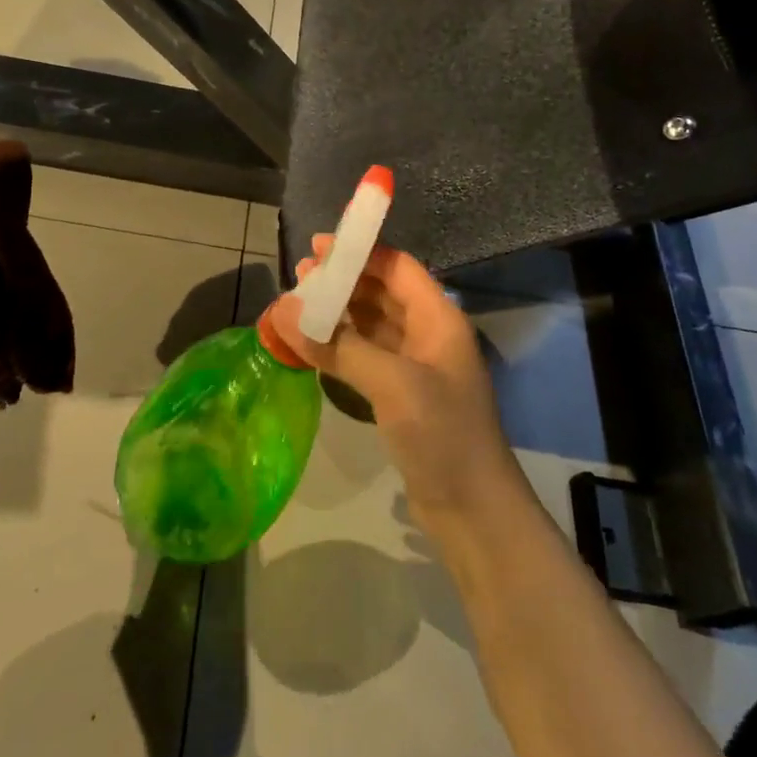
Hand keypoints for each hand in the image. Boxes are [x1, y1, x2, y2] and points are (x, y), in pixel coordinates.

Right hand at [267, 238, 527, 537]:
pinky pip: (368, 356)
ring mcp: (417, 367)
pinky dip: (341, 346)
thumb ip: (338, 346)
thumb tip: (284, 311)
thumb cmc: (442, 434)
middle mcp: (430, 335)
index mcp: (439, 319)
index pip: (398, 268)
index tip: (318, 247)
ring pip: (373, 325)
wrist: (473, 510)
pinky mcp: (404, 395)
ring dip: (339, 313)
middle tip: (300, 275)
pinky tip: (314, 345)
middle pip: (384, 293)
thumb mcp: (392, 384)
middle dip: (344, 281)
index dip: (360, 253)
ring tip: (299, 305)